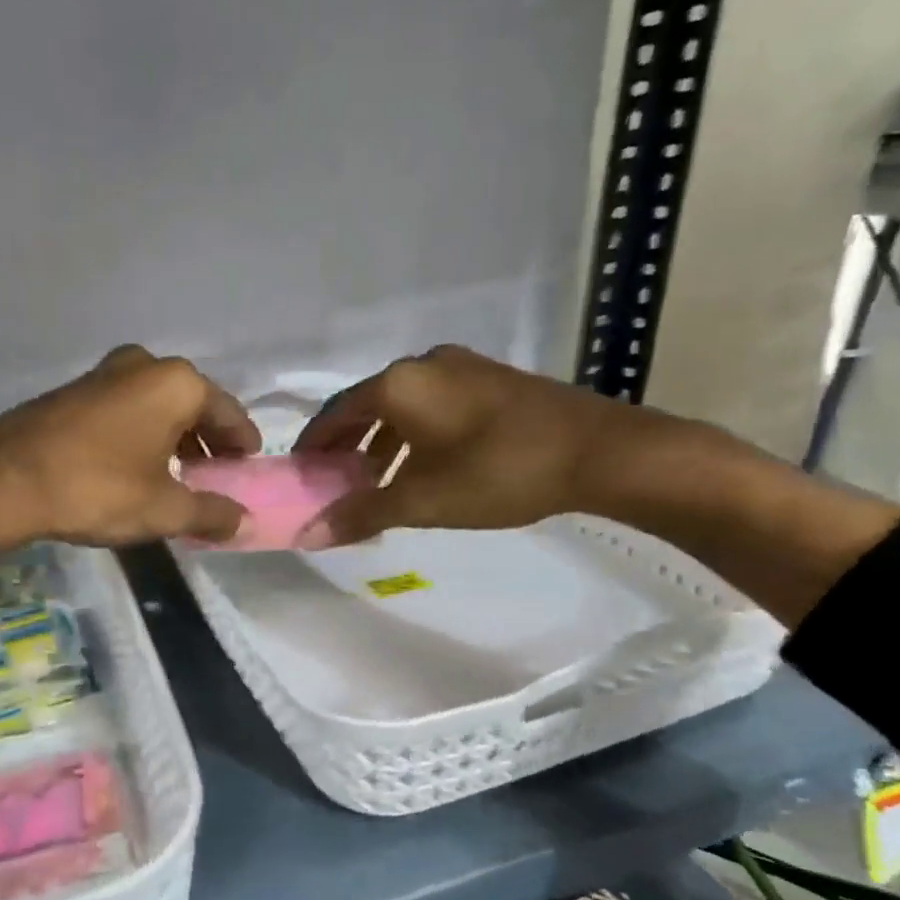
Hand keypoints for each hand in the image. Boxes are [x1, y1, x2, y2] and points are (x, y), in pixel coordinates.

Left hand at [0, 348, 257, 667]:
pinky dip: (139, 437)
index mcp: (175, 382)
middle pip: (191, 406)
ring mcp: (101, 374)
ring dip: (171, 440)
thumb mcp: (164, 509)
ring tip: (174, 479)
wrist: (2, 482)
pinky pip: (123, 412)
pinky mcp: (71, 393)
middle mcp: (142, 365)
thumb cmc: (97, 489)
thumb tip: (243, 521)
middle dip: (205, 442)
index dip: (242, 444)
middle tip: (212, 477)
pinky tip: (131, 470)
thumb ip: (211, 513)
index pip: (228, 413)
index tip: (248, 468)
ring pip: (155, 408)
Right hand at [293, 345, 655, 545]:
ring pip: (402, 406)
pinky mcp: (490, 380)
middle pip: (366, 406)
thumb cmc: (498, 472)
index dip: (313, 446)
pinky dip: (414, 435)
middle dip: (347, 446)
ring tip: (376, 482)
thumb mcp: (423, 500)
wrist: (600, 452)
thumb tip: (311, 534)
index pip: (335, 413)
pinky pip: (433, 405)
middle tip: (335, 483)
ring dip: (381, 443)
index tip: (300, 474)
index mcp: (399, 384)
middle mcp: (425, 365)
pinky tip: (422, 467)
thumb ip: (362, 513)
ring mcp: (462, 368)